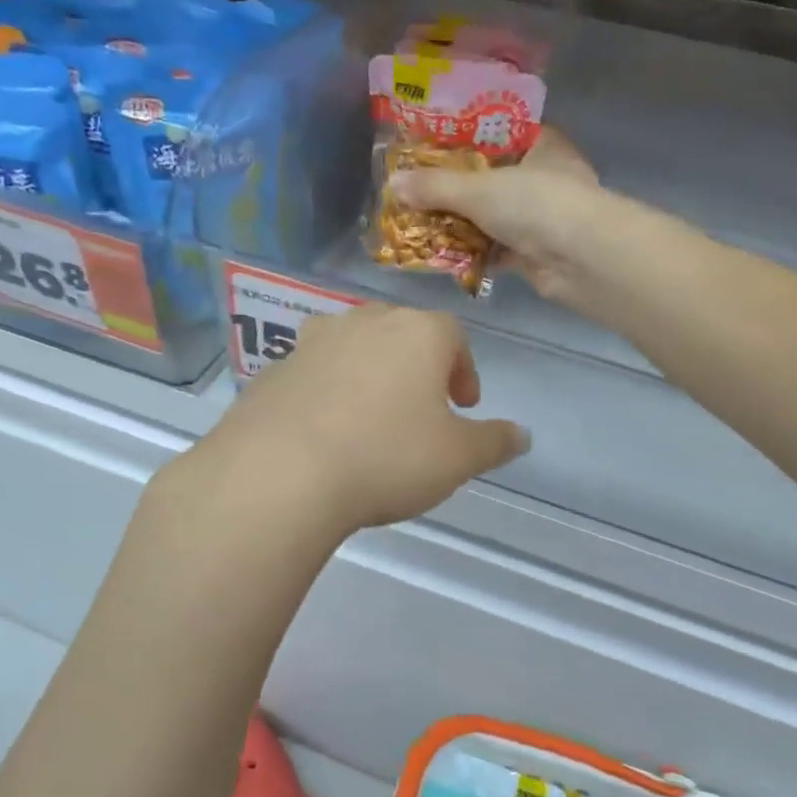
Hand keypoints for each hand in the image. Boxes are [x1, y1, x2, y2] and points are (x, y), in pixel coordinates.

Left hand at [192, 305, 528, 535]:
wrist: (280, 473)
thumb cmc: (386, 458)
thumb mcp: (457, 459)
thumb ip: (494, 443)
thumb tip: (522, 435)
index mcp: (417, 333)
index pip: (453, 335)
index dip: (464, 369)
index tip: (463, 406)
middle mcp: (364, 323)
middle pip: (401, 333)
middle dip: (418, 366)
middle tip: (422, 408)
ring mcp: (313, 342)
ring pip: (353, 347)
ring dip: (369, 373)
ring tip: (371, 417)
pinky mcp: (274, 369)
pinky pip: (313, 373)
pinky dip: (327, 392)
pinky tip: (325, 434)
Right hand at [391, 128, 605, 301]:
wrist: (582, 260)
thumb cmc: (536, 204)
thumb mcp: (478, 189)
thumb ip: (435, 187)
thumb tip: (393, 184)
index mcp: (541, 145)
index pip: (499, 133)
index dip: (464, 139)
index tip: (430, 146)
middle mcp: (544, 177)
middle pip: (491, 178)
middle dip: (455, 188)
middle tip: (416, 189)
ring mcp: (542, 217)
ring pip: (492, 215)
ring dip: (461, 222)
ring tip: (419, 221)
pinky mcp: (537, 252)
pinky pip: (496, 248)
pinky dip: (473, 251)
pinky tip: (442, 253)